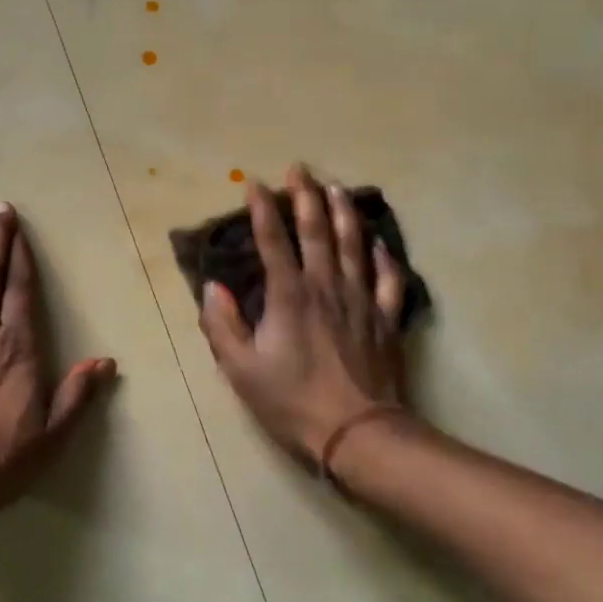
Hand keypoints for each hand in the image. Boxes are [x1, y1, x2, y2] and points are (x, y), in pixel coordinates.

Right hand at [199, 166, 412, 465]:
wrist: (357, 432)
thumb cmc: (292, 401)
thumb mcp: (241, 370)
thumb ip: (223, 326)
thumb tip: (213, 288)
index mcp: (289, 296)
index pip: (273, 242)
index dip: (262, 210)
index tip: (254, 183)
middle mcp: (326, 287)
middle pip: (317, 232)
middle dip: (306, 197)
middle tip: (300, 169)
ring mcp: (361, 301)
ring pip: (354, 246)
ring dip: (344, 214)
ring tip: (337, 188)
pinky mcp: (385, 320)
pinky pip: (389, 280)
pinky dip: (385, 258)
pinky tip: (380, 243)